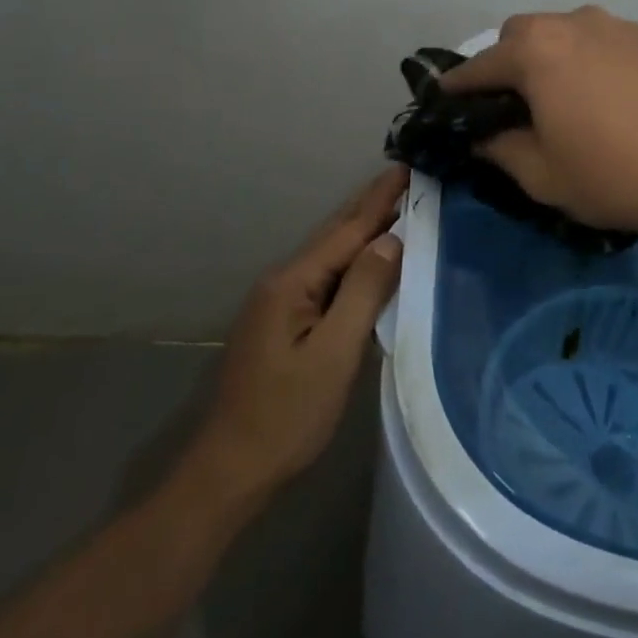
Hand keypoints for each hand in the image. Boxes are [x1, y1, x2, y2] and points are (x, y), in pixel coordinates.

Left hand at [187, 168, 406, 506]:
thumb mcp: (333, 354)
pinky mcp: (284, 322)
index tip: (407, 166)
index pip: (346, 230)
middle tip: (407, 176)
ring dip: (363, 229)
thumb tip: (391, 239)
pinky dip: (353, 260)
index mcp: (293, 283)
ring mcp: (279, 302)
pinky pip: (326, 277)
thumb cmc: (287, 415)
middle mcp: (282, 281)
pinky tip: (370, 259)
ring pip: (330, 255)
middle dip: (371, 205)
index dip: (379, 199)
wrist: (230, 471)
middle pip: (334, 235)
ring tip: (397, 206)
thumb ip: (363, 292)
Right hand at [441, 6, 637, 234]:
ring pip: (568, 33)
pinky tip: (615, 100)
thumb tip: (485, 135)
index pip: (480, 65)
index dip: (458, 86)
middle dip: (507, 64)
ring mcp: (620, 26)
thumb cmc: (616, 173)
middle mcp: (574, 24)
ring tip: (568, 100)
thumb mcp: (544, 176)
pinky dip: (595, 63)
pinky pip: (608, 44)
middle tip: (515, 105)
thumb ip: (502, 150)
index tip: (445, 100)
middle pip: (523, 35)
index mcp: (537, 52)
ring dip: (554, 59)